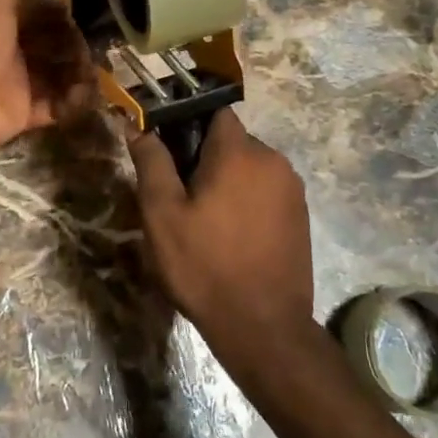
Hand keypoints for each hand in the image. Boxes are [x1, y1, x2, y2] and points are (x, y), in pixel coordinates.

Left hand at [0, 0, 94, 161]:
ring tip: (93, 69)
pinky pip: (59, 106)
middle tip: (101, 42)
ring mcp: (21, 83)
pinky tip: (85, 93)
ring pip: (62, 74)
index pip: (46, 11)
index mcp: (5, 20)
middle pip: (58, 43)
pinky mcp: (26, 113)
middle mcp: (14, 49)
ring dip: (82, 71)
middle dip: (80, 41)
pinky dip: (74, 101)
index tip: (98, 5)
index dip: (70, 8)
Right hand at [129, 110, 315, 378]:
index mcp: (239, 152)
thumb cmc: (204, 265)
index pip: (212, 111)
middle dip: (204, 158)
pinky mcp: (300, 216)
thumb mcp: (163, 214)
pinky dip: (246, 201)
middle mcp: (273, 160)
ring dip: (226, 181)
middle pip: (230, 141)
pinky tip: (230, 236)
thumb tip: (136, 124)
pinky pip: (266, 191)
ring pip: (249, 167)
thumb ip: (151, 162)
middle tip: (179, 195)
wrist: (263, 327)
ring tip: (204, 221)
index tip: (166, 149)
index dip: (186, 123)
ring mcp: (292, 189)